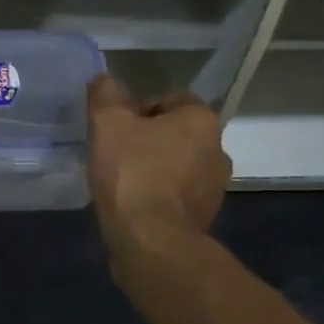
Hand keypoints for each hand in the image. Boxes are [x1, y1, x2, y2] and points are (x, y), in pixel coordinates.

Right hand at [86, 75, 229, 245]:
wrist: (150, 241)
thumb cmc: (132, 172)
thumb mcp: (107, 122)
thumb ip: (105, 94)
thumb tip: (104, 82)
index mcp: (202, 120)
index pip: (168, 99)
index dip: (136, 110)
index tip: (115, 129)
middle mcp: (219, 150)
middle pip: (174, 133)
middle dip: (146, 140)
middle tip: (114, 153)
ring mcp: (215, 188)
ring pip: (176, 165)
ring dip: (153, 168)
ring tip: (120, 181)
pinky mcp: (205, 219)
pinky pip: (176, 195)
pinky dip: (157, 196)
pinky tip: (132, 205)